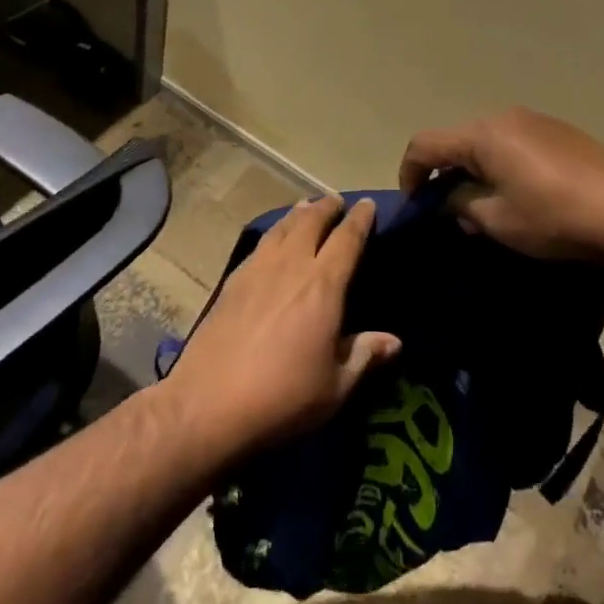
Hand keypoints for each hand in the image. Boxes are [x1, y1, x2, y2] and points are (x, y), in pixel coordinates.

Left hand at [164, 195, 400, 460]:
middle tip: (336, 200)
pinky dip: (274, 233)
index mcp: (323, 286)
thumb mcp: (335, 386)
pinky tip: (273, 241)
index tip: (367, 204)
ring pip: (281, 228)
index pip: (347, 240)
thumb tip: (394, 341)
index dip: (359, 219)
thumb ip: (364, 356)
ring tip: (306, 207)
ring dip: (298, 214)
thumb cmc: (283, 397)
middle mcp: (291, 266)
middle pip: (310, 222)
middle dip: (326, 207)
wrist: (209, 403)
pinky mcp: (232, 281)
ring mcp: (257, 270)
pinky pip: (260, 245)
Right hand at [399, 107, 603, 270]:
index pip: (425, 144)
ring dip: (475, 170)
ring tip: (486, 207)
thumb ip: (460, 205)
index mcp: (482, 134)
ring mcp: (537, 121)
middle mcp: (505, 117)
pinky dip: (503, 166)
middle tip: (449, 211)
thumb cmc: (554, 217)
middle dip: (444, 173)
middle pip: (457, 140)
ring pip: (487, 142)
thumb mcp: (496, 220)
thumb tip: (450, 201)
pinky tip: (522, 196)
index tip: (413, 204)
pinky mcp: (562, 133)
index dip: (409, 173)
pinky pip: (515, 144)